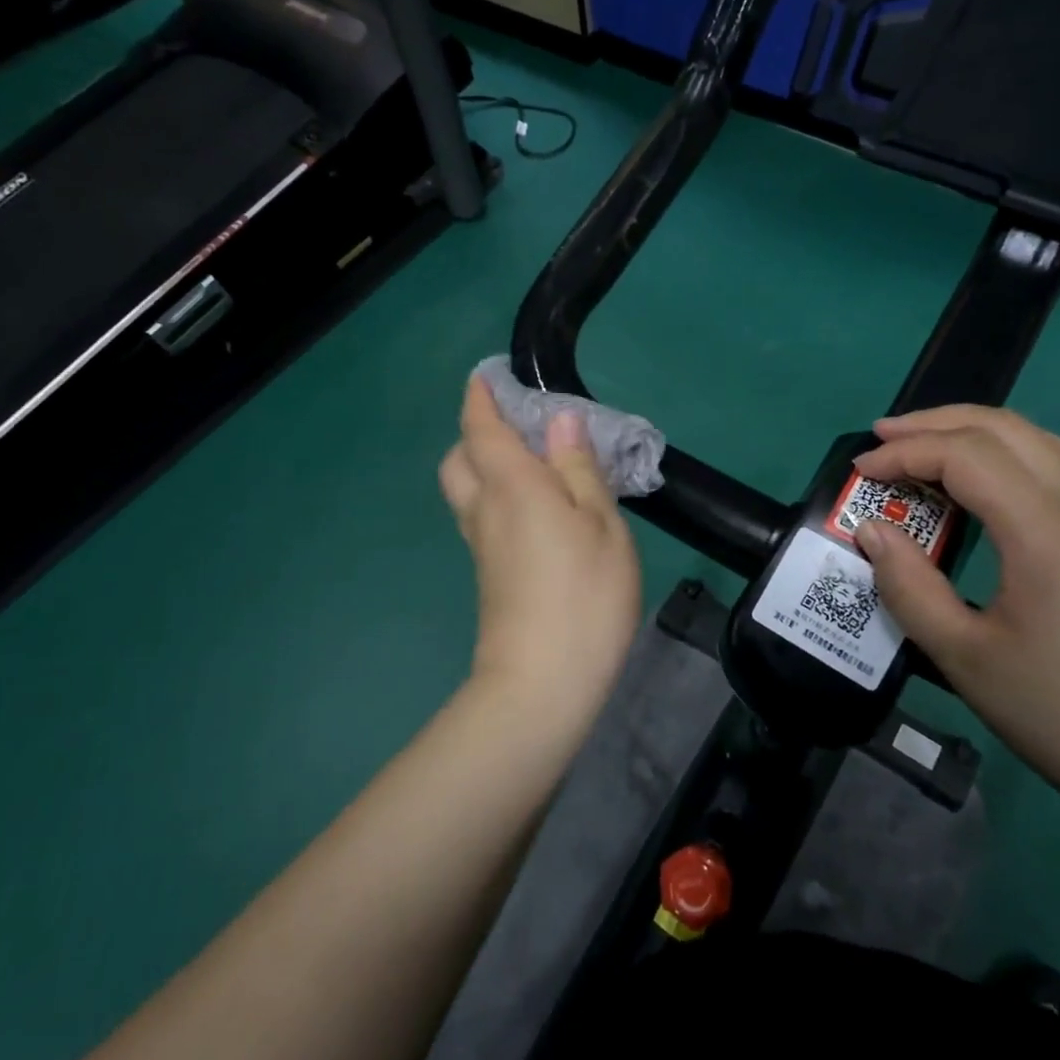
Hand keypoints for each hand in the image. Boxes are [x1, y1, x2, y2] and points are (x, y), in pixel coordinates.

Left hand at [440, 375, 641, 722]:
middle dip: (476, 435)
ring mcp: (481, 547)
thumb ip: (578, 469)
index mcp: (512, 485)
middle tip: (520, 431)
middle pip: (459, 460)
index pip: (481, 428)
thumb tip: (559, 422)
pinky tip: (538, 514)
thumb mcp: (601, 524)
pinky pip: (483, 519)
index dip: (480, 398)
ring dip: (485, 468)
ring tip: (536, 469)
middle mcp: (485, 509)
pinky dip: (499, 500)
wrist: (542, 683)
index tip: (486, 376)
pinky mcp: (488, 576)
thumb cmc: (583, 595)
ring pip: (467, 492)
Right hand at [851, 406, 1059, 811]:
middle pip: (1003, 429)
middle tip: (880, 437)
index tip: (859, 472)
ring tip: (920, 445)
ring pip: (1034, 439)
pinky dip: (1003, 452)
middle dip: (934, 423)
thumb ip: (908, 587)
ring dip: (971, 430)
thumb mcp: (964, 658)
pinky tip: (979, 481)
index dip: (905, 453)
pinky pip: (1054, 464)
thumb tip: (871, 531)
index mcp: (1045, 533)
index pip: (965, 455)